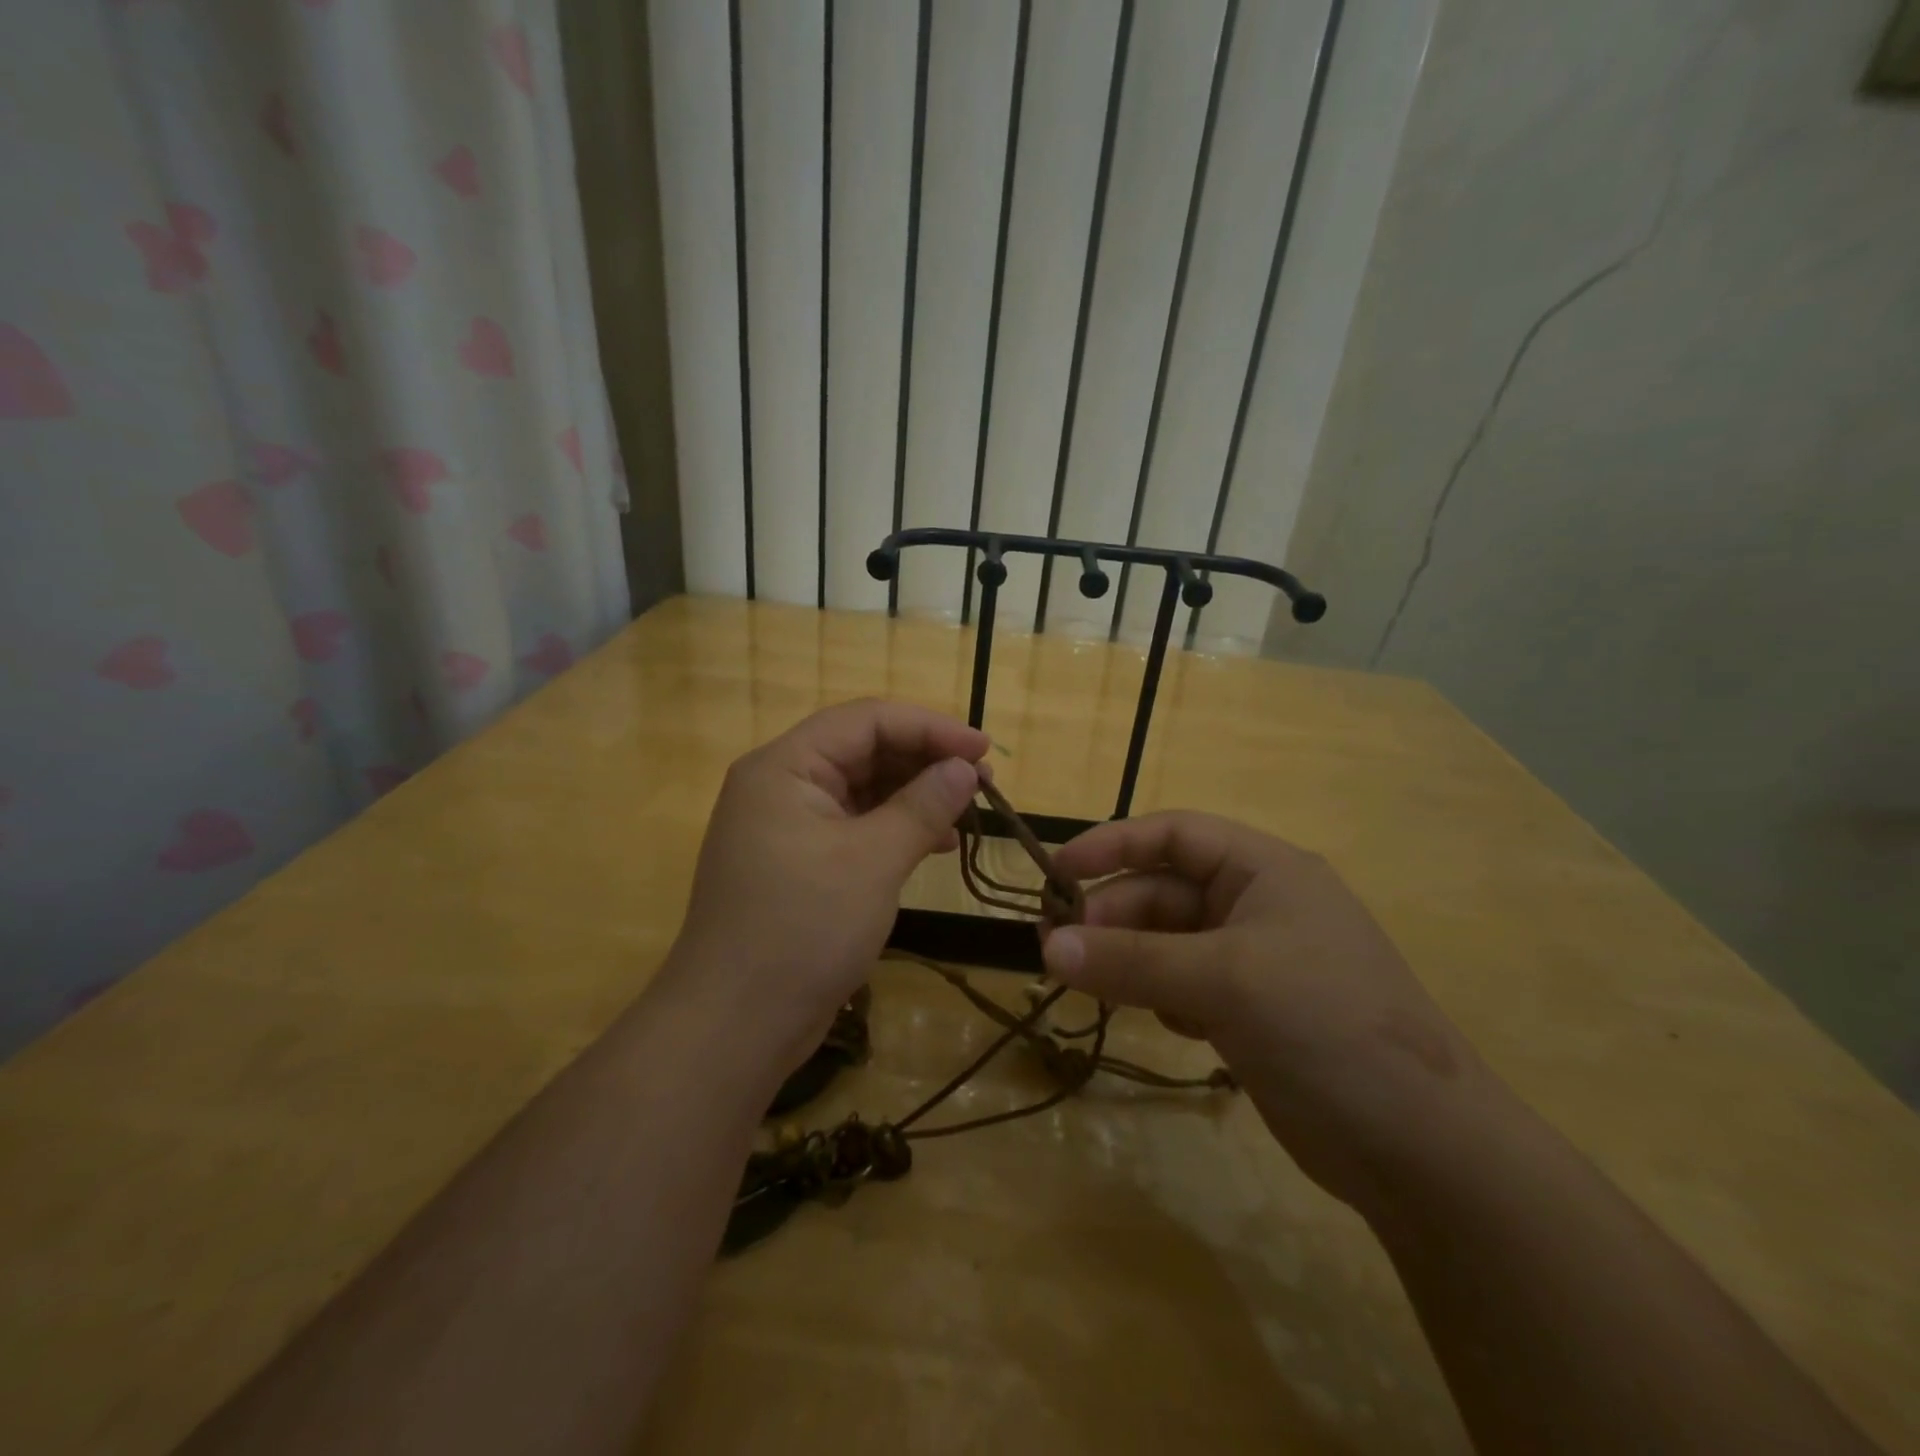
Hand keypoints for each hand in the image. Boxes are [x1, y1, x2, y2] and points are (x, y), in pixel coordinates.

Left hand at [667, 699, 987, 1073]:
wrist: (735, 1026)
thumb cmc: (802, 930)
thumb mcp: (872, 861)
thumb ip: (923, 806)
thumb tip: (964, 769)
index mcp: (785, 767)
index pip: (866, 720)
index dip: (930, 727)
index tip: (983, 749)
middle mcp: (781, 785)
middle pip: (863, 750)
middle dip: (924, 760)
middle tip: (981, 781)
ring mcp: (787, 826)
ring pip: (862, 789)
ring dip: (915, 795)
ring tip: (967, 812)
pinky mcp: (799, 863)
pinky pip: (854, 827)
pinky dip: (895, 829)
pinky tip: (935, 845)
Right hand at [1041, 812, 1484, 1208]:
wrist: (1422, 1149)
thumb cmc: (1326, 1027)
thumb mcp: (1224, 981)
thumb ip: (1132, 961)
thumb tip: (1048, 949)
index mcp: (1265, 871)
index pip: (1175, 835)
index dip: (1114, 844)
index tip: (1058, 871)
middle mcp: (1258, 906)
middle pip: (1164, 893)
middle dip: (1111, 916)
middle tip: (1057, 950)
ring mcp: (1255, 962)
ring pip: (1168, 943)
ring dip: (1128, 960)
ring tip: (1089, 987)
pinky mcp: (1250, 1013)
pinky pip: (1183, 986)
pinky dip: (1160, 997)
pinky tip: (1164, 1025)